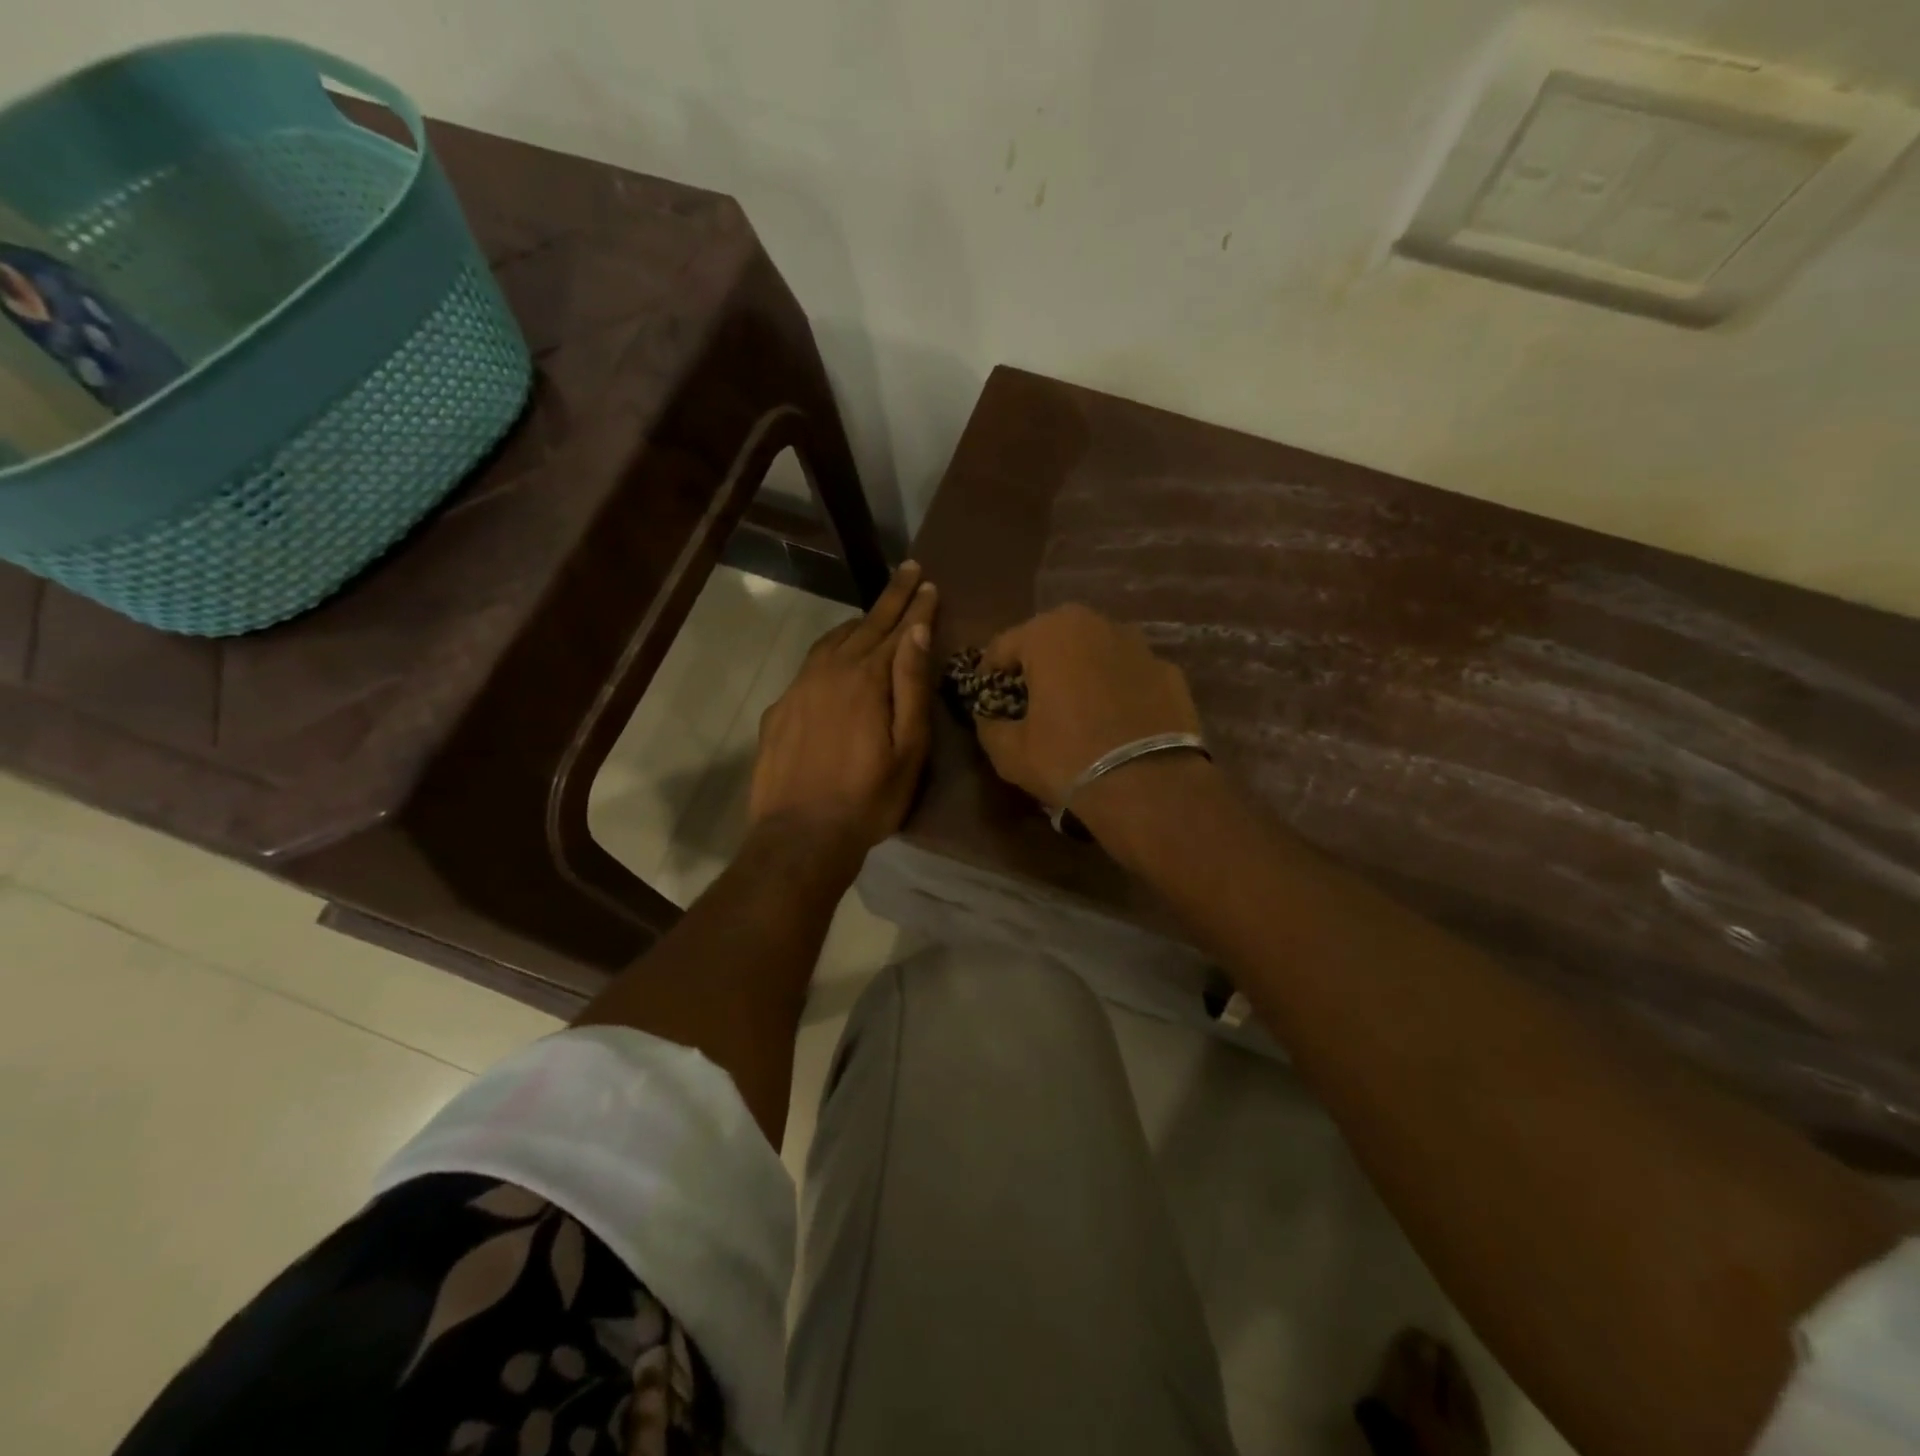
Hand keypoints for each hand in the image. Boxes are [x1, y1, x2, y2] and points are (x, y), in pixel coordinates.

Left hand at [749, 561, 938, 857]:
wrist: (800, 836)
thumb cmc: (868, 797)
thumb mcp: (907, 748)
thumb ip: (911, 686)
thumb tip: (916, 631)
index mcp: (865, 678)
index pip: (896, 629)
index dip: (915, 604)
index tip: (928, 580)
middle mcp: (828, 671)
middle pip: (864, 626)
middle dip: (890, 598)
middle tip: (909, 571)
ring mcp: (798, 688)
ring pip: (831, 642)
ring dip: (857, 624)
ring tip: (874, 615)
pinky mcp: (779, 710)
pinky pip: (809, 667)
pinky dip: (830, 652)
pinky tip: (834, 663)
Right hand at [974, 603, 1201, 810]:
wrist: (1149, 786)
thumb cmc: (1067, 759)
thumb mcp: (1009, 751)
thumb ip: (989, 724)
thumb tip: (989, 717)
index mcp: (1049, 633)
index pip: (1002, 647)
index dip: (988, 675)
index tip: (986, 699)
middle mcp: (1095, 624)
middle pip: (1051, 641)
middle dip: (1037, 667)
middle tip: (1029, 701)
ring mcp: (1139, 644)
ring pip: (1094, 653)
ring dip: (1079, 673)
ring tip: (1075, 710)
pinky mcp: (1170, 671)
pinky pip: (1129, 675)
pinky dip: (1117, 690)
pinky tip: (1115, 722)